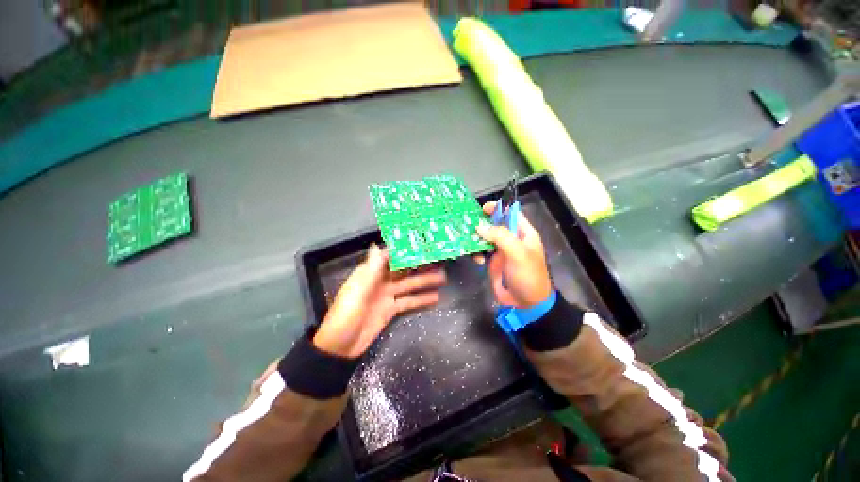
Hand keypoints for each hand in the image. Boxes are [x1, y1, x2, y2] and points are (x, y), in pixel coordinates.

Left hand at [313, 245, 445, 357]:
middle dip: (419, 265)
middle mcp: (380, 281)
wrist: (339, 348)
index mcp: (369, 273)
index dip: (404, 250)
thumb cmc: (346, 316)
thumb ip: (371, 270)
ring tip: (443, 277)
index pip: (390, 257)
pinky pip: (408, 302)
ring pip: (409, 285)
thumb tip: (377, 245)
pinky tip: (435, 297)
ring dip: (425, 281)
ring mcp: (386, 296)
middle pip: (403, 270)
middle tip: (439, 259)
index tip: (421, 244)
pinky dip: (421, 300)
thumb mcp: (358, 292)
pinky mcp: (390, 310)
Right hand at [476, 202, 551, 307]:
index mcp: (523, 233)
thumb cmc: (527, 275)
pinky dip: (476, 253)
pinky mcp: (492, 262)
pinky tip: (477, 259)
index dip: (499, 208)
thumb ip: (500, 236)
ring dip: (476, 239)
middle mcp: (511, 239)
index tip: (483, 208)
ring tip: (470, 242)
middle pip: (495, 225)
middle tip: (469, 224)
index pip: (511, 214)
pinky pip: (481, 251)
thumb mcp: (517, 253)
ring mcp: (501, 251)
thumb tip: (480, 226)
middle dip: (482, 224)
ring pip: (485, 238)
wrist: (525, 303)